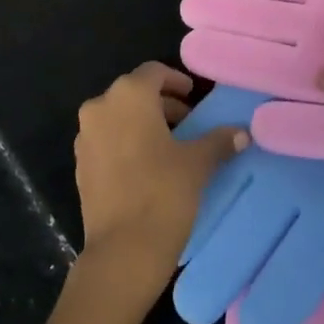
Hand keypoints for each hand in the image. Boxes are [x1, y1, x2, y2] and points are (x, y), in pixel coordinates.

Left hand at [73, 62, 245, 309]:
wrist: (123, 251)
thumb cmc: (164, 193)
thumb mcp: (198, 163)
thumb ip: (219, 141)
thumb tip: (242, 132)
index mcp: (128, 95)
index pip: (154, 72)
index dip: (176, 81)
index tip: (194, 97)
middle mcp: (100, 107)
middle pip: (134, 93)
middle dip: (162, 104)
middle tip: (189, 123)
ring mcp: (85, 137)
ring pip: (118, 117)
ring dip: (144, 124)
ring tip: (172, 145)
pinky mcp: (80, 165)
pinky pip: (107, 141)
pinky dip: (127, 143)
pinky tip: (148, 166)